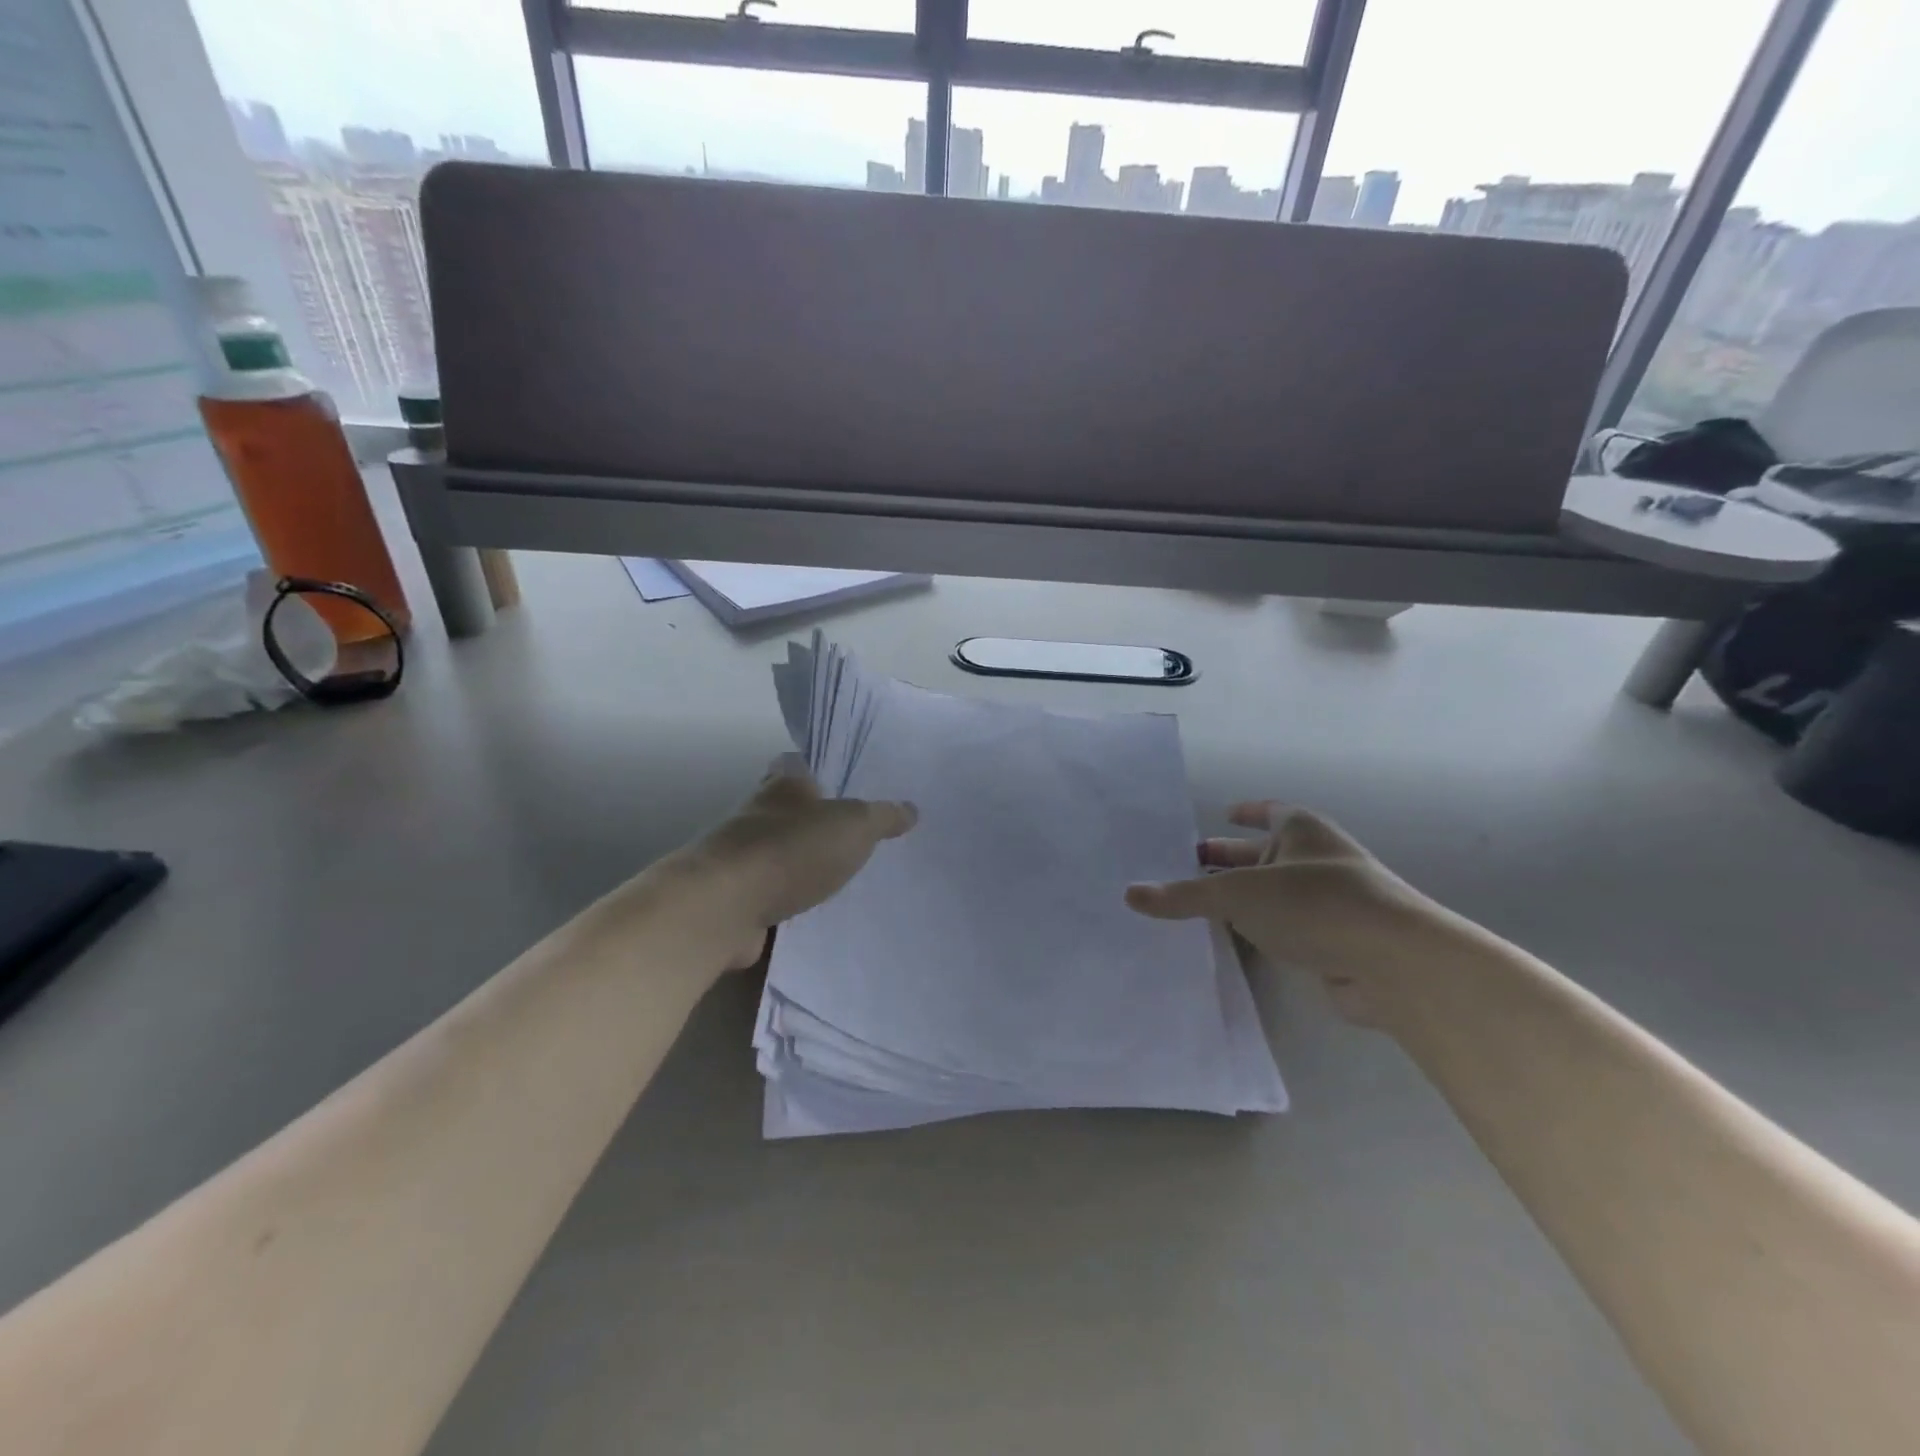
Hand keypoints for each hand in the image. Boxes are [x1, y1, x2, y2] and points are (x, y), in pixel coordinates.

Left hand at [688, 756, 917, 966]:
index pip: (802, 765)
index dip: (826, 771)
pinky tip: (821, 915)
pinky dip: (792, 903)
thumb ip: (882, 817)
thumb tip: (910, 809)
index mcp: (783, 785)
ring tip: (848, 878)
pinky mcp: (738, 899)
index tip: (853, 785)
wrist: (724, 907)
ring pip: (783, 855)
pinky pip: (774, 896)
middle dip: (820, 823)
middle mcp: (758, 815)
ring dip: (806, 865)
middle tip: (861, 836)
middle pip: (793, 811)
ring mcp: (744, 859)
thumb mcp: (854, 825)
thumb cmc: (791, 849)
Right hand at [1124, 802, 1437, 1025]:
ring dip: (1243, 900)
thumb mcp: (1237, 894)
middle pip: (1266, 854)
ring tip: (1199, 907)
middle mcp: (1317, 860)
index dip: (1247, 811)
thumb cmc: (1314, 904)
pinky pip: (1285, 930)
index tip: (1222, 814)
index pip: (1270, 811)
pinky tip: (1233, 943)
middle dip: (1231, 859)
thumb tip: (1130, 894)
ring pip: (1274, 895)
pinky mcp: (1334, 944)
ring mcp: (1329, 904)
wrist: (1394, 963)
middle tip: (1189, 865)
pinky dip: (1261, 932)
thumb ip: (1184, 896)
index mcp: (1301, 831)